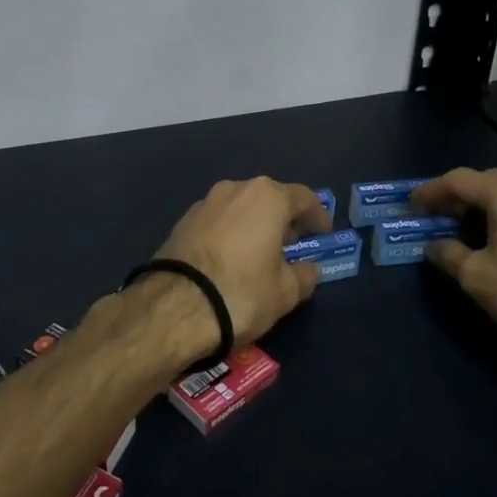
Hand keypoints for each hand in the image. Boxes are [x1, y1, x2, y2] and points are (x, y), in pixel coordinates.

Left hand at [154, 177, 331, 347]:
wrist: (173, 308)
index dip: (317, 216)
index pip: (303, 198)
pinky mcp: (181, 221)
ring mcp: (204, 203)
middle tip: (292, 245)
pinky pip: (217, 222)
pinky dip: (229, 234)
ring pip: (240, 209)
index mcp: (267, 197)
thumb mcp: (286, 292)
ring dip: (254, 226)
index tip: (323, 233)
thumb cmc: (241, 293)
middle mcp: (235, 189)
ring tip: (260, 254)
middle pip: (268, 199)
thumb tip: (308, 268)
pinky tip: (230, 259)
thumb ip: (305, 275)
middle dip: (283, 220)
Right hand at [415, 167, 496, 372]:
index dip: (430, 191)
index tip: (410, 205)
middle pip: (485, 183)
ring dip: (479, 209)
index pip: (458, 180)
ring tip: (458, 231)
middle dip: (456, 196)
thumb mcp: (477, 277)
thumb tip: (434, 246)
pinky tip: (494, 245)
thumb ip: (449, 255)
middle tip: (432, 215)